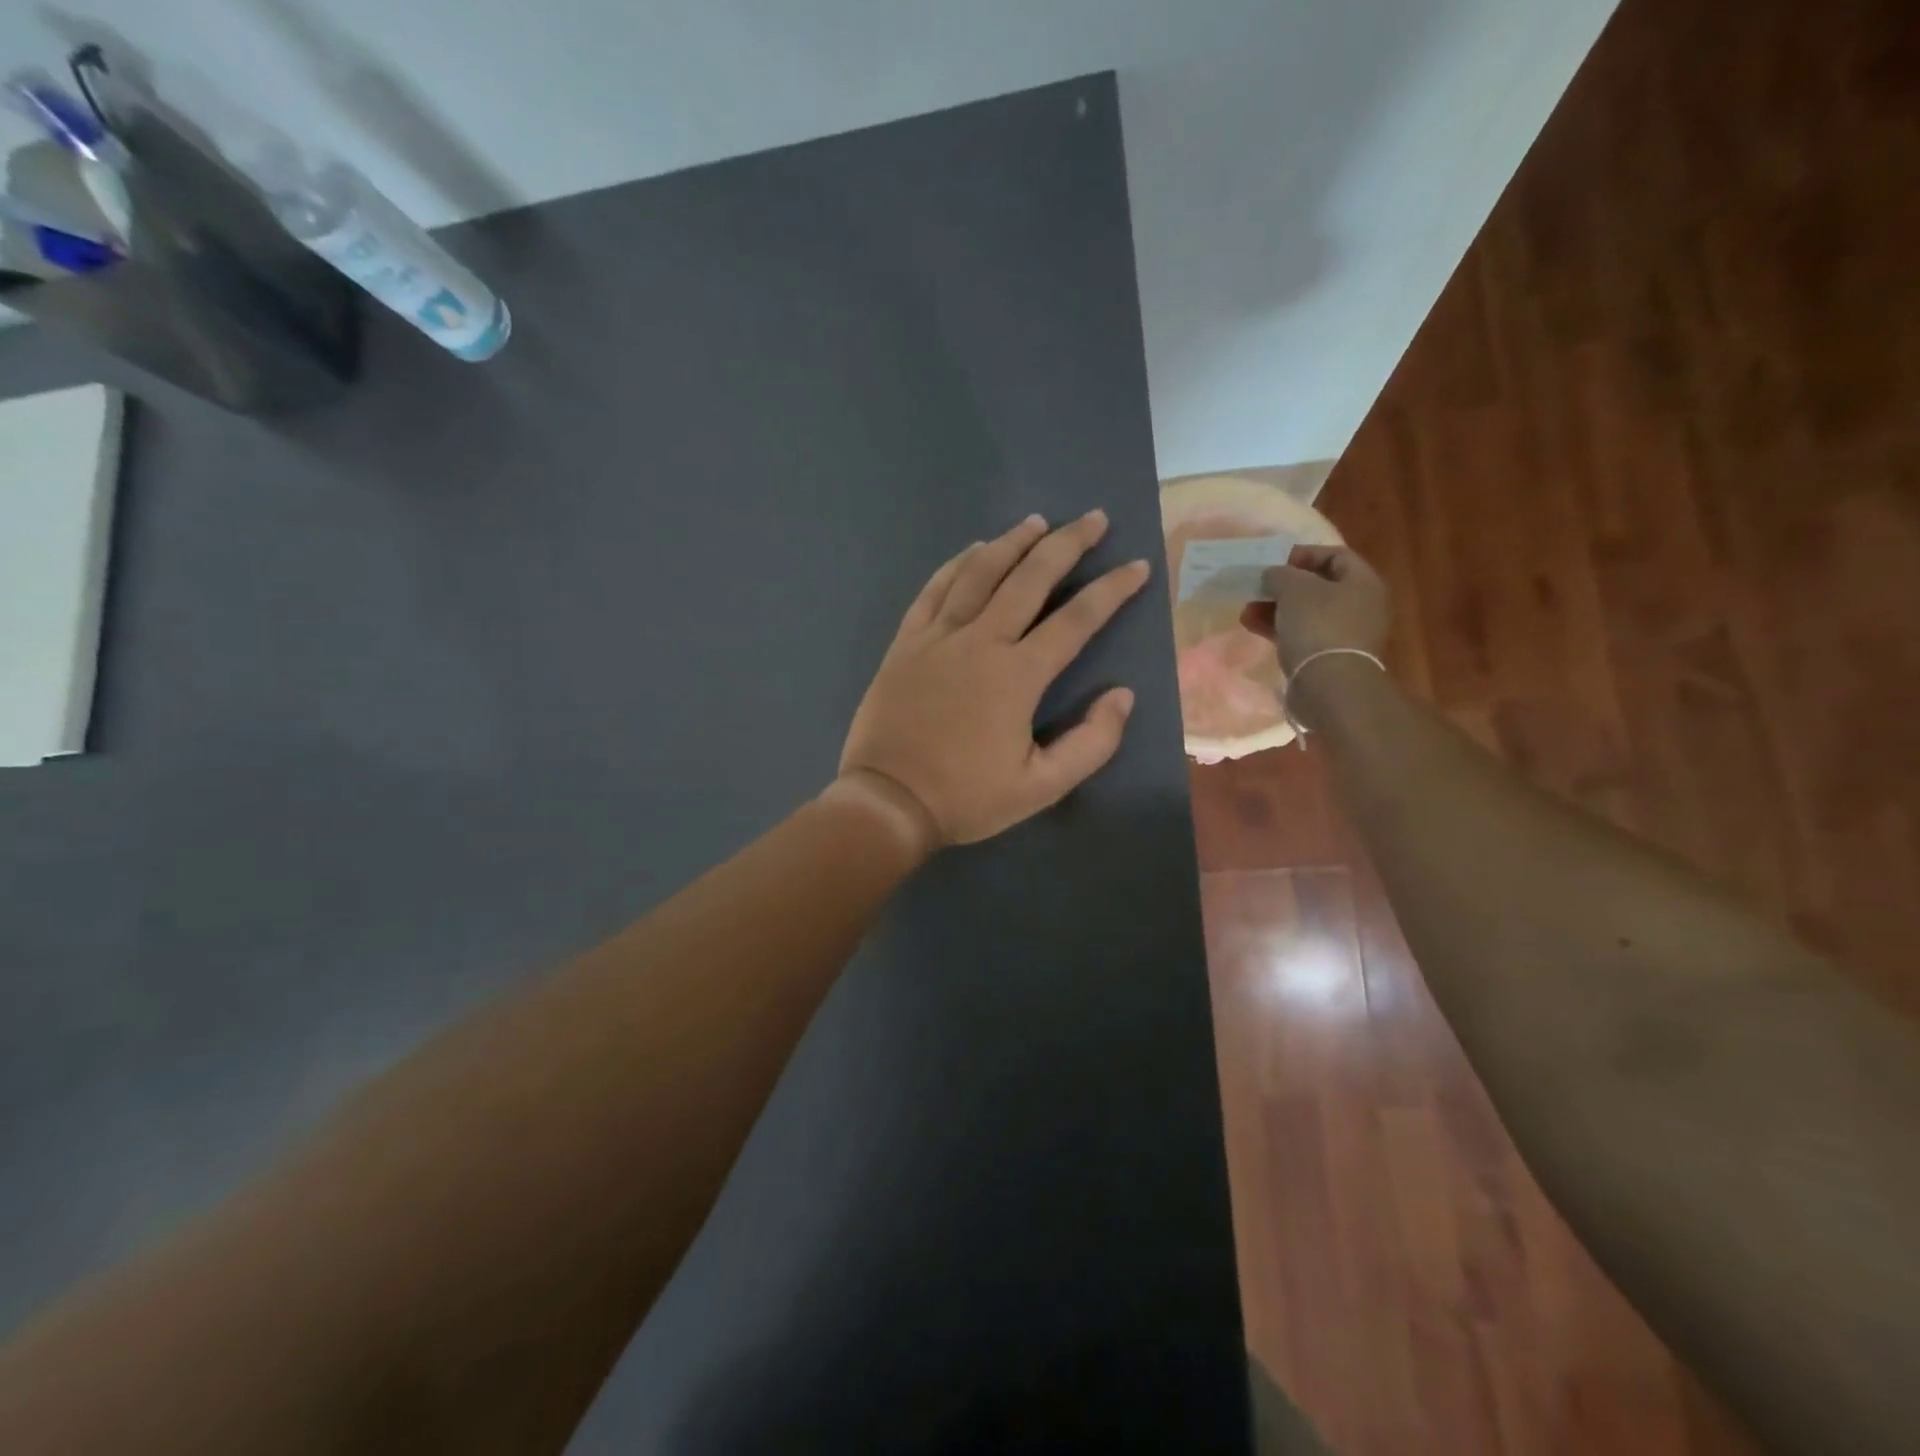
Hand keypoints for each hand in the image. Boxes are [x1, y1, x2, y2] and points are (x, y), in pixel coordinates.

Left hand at [838, 511, 1150, 847]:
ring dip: (1012, 543)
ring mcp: (938, 637)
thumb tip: (1122, 695)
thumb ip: (1091, 743)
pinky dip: (956, 564)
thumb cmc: (966, 797)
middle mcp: (980, 641)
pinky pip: (934, 590)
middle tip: (1094, 519)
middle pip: (1029, 578)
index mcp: (1017, 675)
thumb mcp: (1041, 787)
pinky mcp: (906, 643)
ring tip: (1037, 521)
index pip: (1076, 619)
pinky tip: (972, 550)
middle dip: (1067, 544)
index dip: (1111, 590)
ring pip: (979, 573)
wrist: (888, 801)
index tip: (1137, 565)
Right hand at [1239, 545, 1390, 674]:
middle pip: (1319, 586)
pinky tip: (1252, 627)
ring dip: (1275, 608)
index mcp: (1363, 582)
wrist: (1329, 684)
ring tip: (1247, 609)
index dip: (1305, 554)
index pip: (1336, 555)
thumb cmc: (1318, 625)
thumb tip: (1272, 575)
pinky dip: (1278, 629)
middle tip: (1258, 587)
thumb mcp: (1294, 588)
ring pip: (1305, 613)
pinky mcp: (1327, 657)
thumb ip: (1280, 574)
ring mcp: (1344, 634)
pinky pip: (1301, 635)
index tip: (1275, 561)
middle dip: (1284, 586)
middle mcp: (1360, 606)